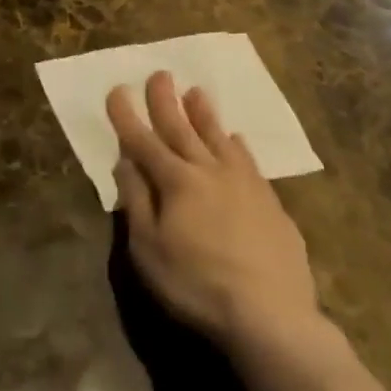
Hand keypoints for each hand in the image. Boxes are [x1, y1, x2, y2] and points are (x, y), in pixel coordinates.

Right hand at [109, 72, 327, 353]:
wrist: (273, 317)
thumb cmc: (197, 286)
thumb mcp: (149, 249)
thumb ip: (136, 201)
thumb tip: (125, 161)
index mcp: (176, 181)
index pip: (143, 140)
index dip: (127, 115)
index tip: (117, 89)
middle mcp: (209, 171)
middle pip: (182, 128)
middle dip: (166, 100)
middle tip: (159, 73)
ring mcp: (245, 184)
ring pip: (219, 137)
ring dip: (204, 114)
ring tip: (196, 92)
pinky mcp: (271, 203)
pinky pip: (249, 162)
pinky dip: (238, 145)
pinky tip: (237, 140)